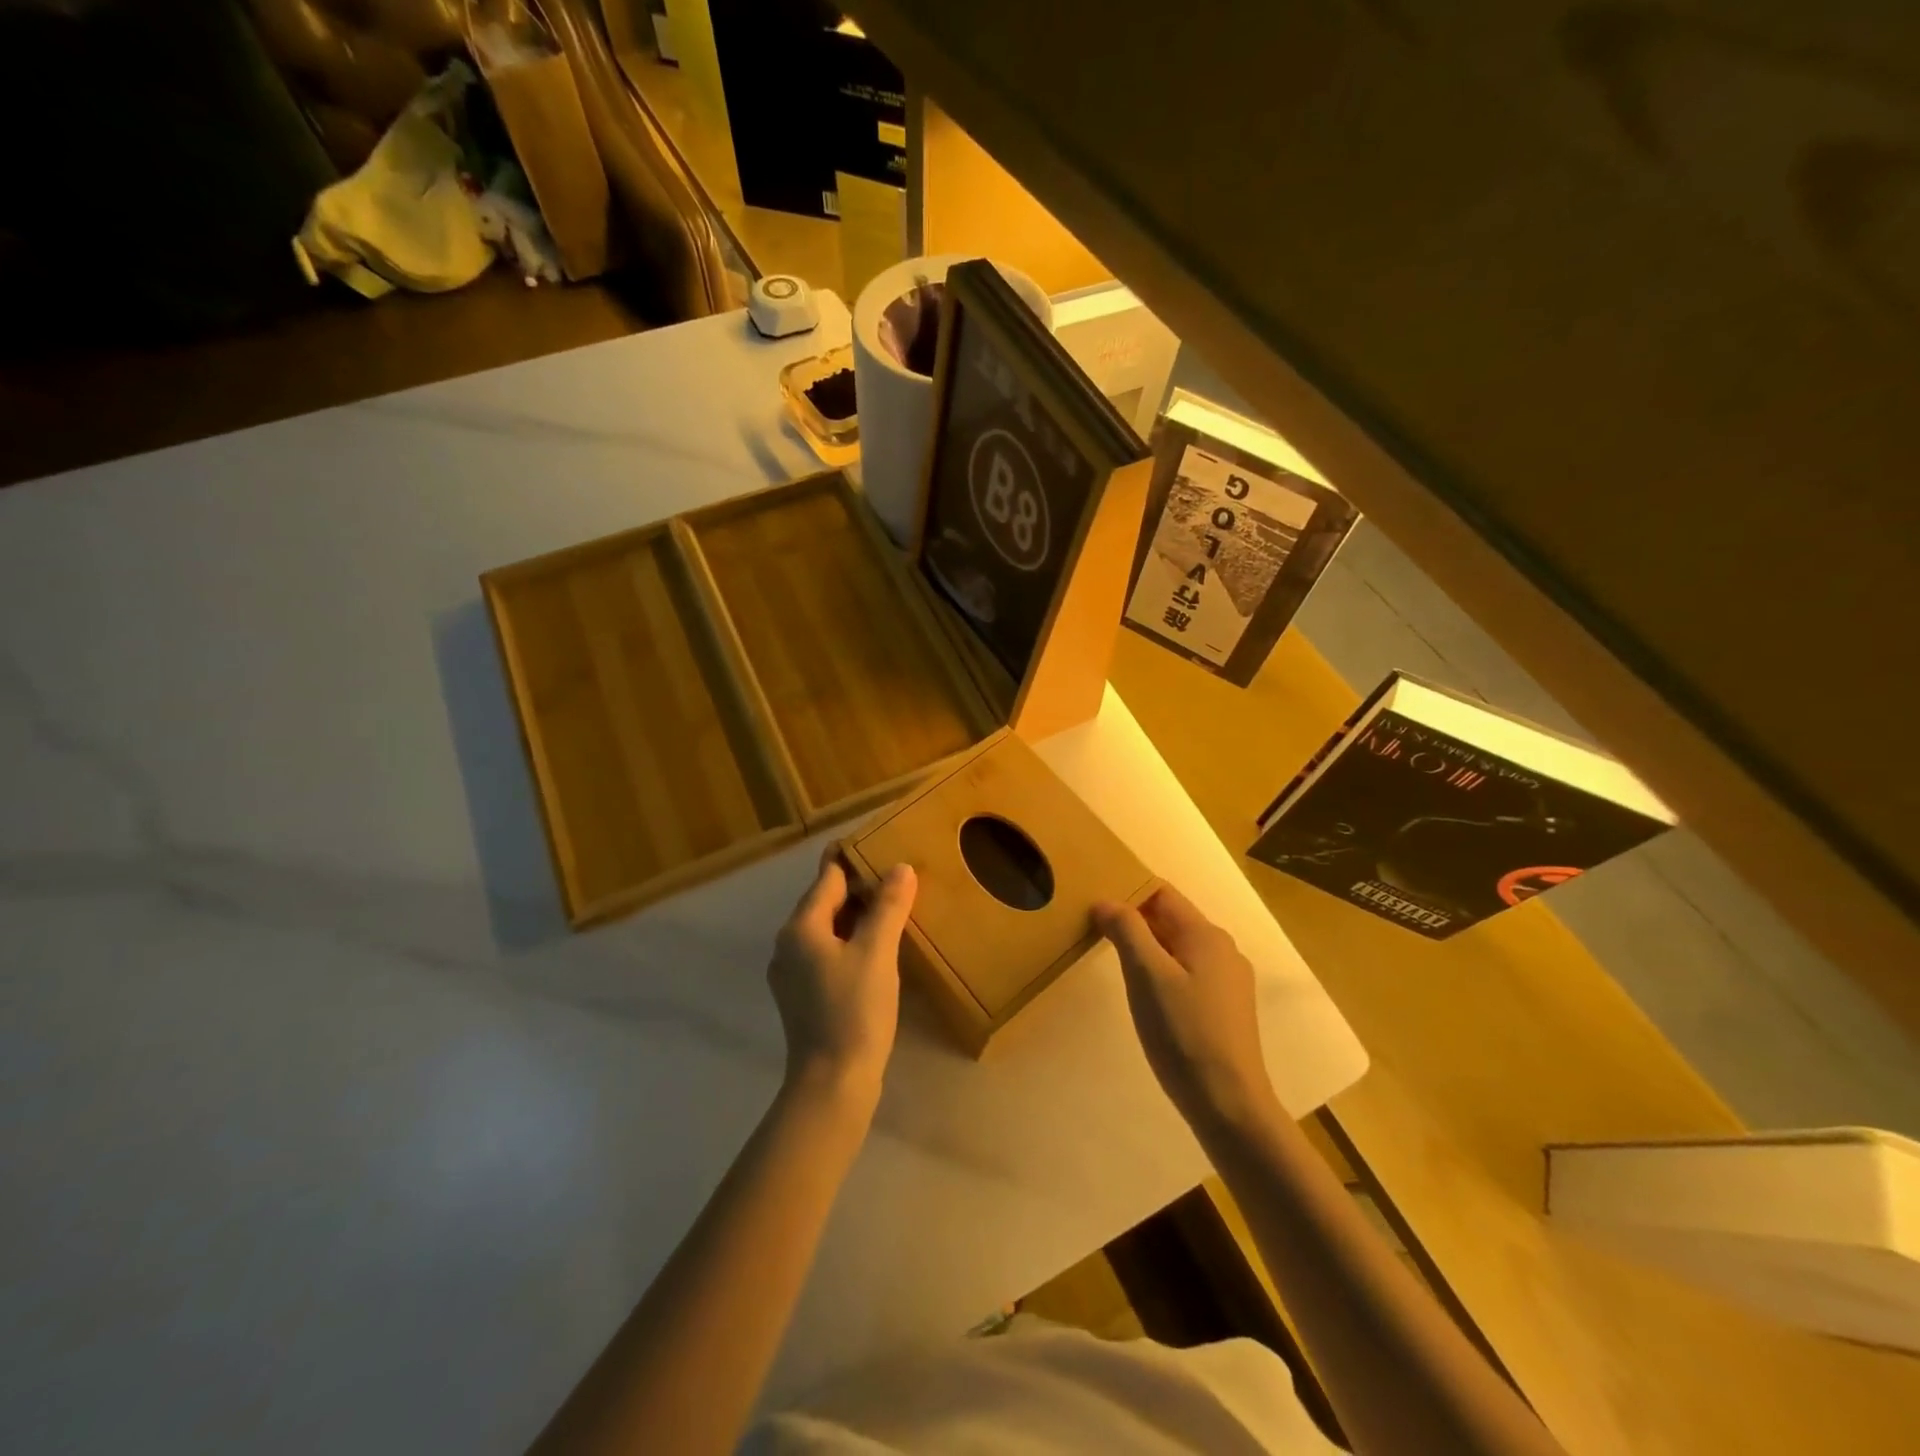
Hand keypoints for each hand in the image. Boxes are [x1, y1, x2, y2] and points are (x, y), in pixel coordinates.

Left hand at [768, 849, 916, 1103]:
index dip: (853, 859)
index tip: (879, 843)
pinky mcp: (803, 996)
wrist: (832, 1084)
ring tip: (893, 908)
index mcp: (801, 927)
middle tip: (896, 875)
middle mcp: (788, 944)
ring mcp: (792, 973)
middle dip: (858, 887)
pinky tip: (877, 949)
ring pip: (827, 929)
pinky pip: (828, 953)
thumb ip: (888, 906)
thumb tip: (900, 868)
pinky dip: (850, 942)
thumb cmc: (854, 1011)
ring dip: (856, 916)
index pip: (828, 877)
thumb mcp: (877, 953)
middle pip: (825, 901)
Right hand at [1095, 884, 1280, 1133]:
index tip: (1094, 907)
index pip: (1161, 893)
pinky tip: (1146, 995)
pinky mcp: (1225, 1009)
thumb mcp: (1147, 975)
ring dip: (1147, 948)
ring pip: (1178, 948)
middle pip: (1171, 919)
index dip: (1127, 893)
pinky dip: (1162, 972)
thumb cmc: (1184, 1032)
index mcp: (1206, 935)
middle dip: (1134, 921)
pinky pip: (1188, 973)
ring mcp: (1228, 981)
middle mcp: (1223, 950)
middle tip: (1095, 932)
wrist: (1229, 1104)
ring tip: (1115, 962)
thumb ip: (1126, 930)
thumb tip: (1105, 901)